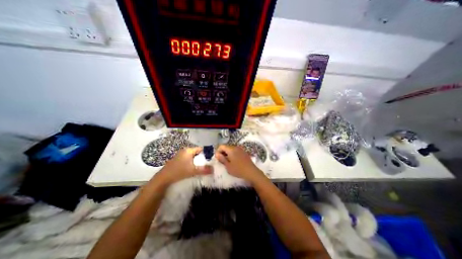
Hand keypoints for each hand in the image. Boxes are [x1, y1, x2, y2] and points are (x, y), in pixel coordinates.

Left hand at [155, 146, 212, 184]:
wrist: (163, 178)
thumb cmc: (179, 171)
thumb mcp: (193, 171)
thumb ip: (204, 170)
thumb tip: (213, 169)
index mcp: (188, 150)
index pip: (200, 149)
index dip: (206, 153)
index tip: (211, 159)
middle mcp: (184, 151)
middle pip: (197, 153)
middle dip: (202, 158)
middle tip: (208, 164)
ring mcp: (180, 155)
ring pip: (192, 157)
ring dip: (197, 161)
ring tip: (202, 167)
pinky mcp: (178, 160)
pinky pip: (188, 160)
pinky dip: (192, 163)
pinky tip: (194, 169)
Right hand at [216, 145, 265, 183]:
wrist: (251, 172)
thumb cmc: (238, 170)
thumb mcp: (228, 166)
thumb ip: (222, 159)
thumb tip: (217, 154)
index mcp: (231, 149)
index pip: (221, 146)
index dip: (218, 151)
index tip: (217, 158)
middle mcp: (236, 147)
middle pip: (226, 147)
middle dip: (222, 152)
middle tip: (221, 161)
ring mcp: (241, 149)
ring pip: (231, 149)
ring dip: (227, 154)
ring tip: (227, 162)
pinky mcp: (244, 152)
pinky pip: (236, 151)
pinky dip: (233, 154)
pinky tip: (234, 162)